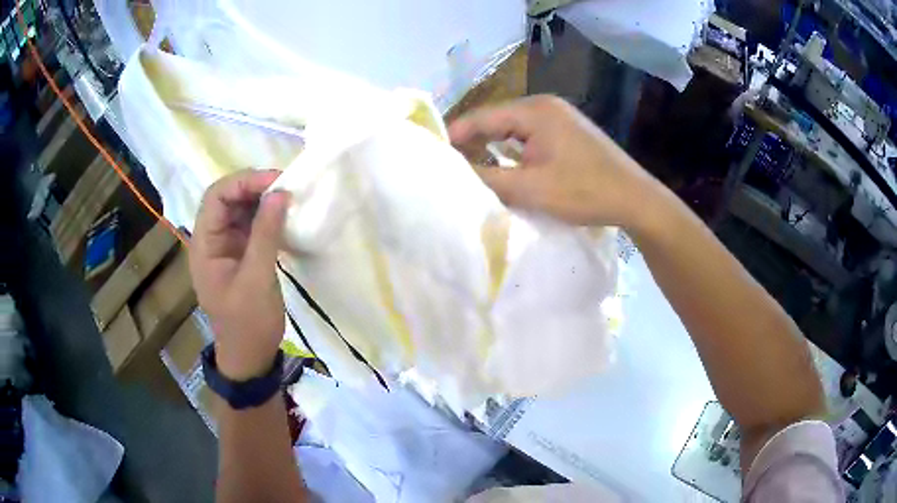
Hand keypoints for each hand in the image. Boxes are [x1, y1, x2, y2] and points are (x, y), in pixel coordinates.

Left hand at [189, 170, 290, 380]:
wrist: (250, 356)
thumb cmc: (248, 323)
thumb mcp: (257, 280)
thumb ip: (266, 234)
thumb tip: (280, 193)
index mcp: (204, 244)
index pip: (216, 197)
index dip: (244, 182)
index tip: (277, 181)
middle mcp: (211, 238)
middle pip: (227, 198)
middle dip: (255, 187)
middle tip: (287, 186)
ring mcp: (226, 245)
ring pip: (240, 208)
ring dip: (263, 199)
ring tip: (290, 197)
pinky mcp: (241, 252)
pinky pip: (251, 224)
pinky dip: (268, 215)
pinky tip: (285, 215)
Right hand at [449, 95, 658, 229]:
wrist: (635, 199)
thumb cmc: (585, 192)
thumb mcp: (531, 189)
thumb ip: (488, 178)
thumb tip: (453, 172)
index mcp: (535, 111)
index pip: (482, 117)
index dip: (455, 136)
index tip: (432, 156)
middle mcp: (545, 106)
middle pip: (496, 120)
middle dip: (473, 142)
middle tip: (449, 166)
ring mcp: (559, 117)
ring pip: (512, 129)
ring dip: (493, 147)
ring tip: (470, 169)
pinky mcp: (567, 131)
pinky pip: (529, 136)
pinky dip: (513, 150)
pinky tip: (504, 167)